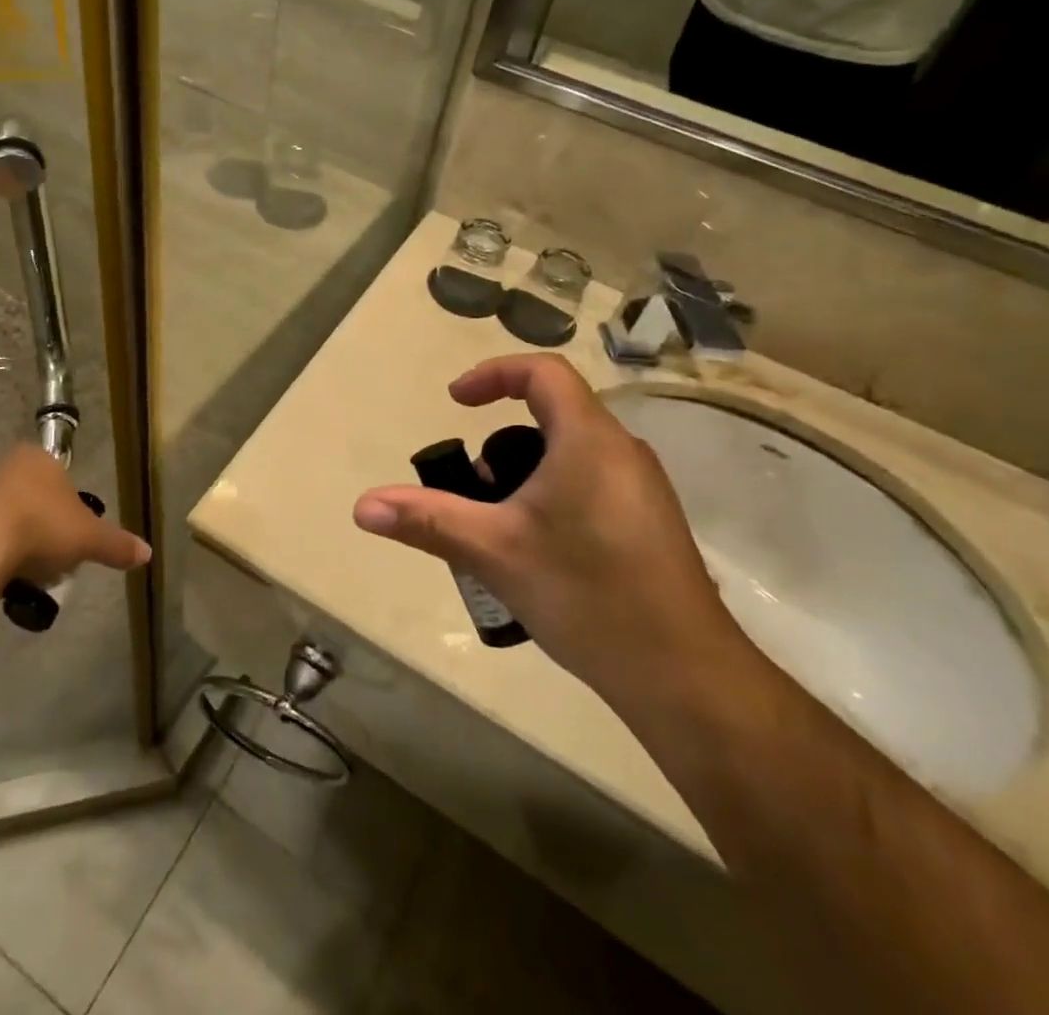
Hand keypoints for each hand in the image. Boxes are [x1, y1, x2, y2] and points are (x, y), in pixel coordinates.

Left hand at [0, 445, 149, 598]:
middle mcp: (7, 465)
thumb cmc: (41, 526)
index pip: (62, 481)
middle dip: (41, 530)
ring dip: (14, 543)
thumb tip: (147, 553)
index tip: (71, 540)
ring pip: (5, 517)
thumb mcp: (89, 538)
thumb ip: (116, 544)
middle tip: (49, 561)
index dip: (70, 512)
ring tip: (22, 576)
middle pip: (33, 499)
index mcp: (41, 459)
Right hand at [351, 355, 747, 714]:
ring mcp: (643, 488)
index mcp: (589, 439)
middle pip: (555, 413)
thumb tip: (363, 506)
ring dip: (528, 470)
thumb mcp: (494, 551)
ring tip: (501, 525)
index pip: (542, 372)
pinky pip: (592, 482)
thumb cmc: (586, 593)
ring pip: (573, 452)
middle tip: (475, 486)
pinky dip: (555, 493)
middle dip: (503, 439)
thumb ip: (427, 519)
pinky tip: (541, 552)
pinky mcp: (651, 522)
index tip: (456, 402)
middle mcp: (622, 451)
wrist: (684, 675)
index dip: (494, 374)